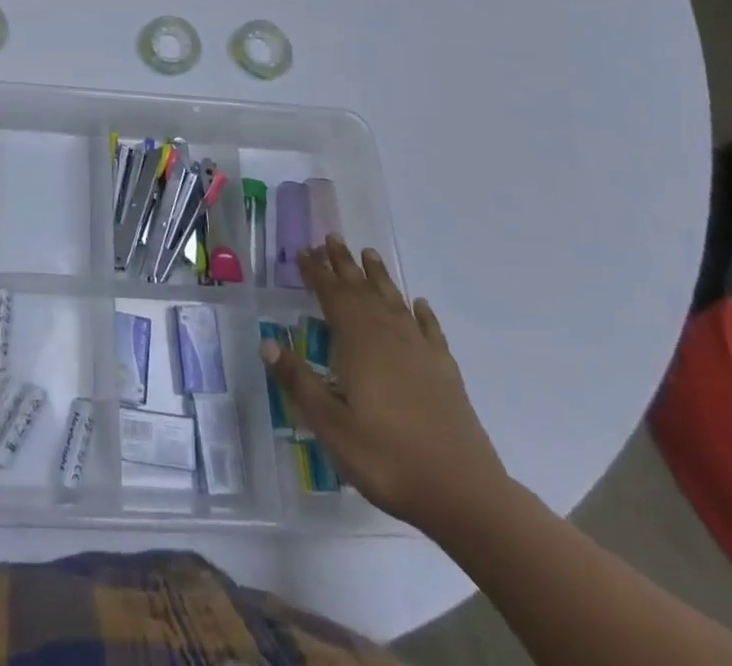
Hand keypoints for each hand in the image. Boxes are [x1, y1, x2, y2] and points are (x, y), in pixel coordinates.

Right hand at [262, 237, 508, 534]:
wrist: (464, 494)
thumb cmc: (387, 457)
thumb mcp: (330, 425)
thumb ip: (299, 381)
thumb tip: (267, 343)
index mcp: (359, 342)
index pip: (332, 295)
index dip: (316, 272)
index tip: (303, 251)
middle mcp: (389, 336)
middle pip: (363, 290)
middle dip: (344, 264)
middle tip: (331, 238)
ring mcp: (421, 352)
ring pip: (394, 301)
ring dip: (379, 277)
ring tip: (369, 254)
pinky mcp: (445, 372)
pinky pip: (430, 330)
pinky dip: (422, 313)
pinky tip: (419, 305)